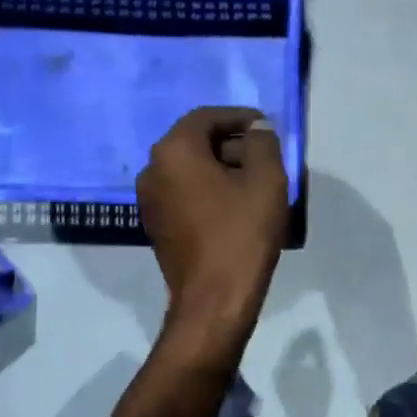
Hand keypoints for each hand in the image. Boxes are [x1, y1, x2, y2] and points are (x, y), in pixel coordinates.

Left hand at [138, 107, 288, 330]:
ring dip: (222, 169)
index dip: (240, 117)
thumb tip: (256, 128)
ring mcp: (149, 200)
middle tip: (266, 157)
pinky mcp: (157, 225)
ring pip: (190, 169)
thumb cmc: (242, 234)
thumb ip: (263, 142)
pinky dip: (209, 190)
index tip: (267, 127)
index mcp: (174, 151)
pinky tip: (236, 207)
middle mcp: (152, 169)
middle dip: (232, 144)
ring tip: (256, 183)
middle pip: (196, 142)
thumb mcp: (267, 180)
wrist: (214, 299)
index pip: (207, 117)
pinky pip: (185, 193)